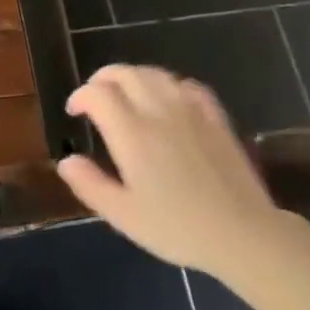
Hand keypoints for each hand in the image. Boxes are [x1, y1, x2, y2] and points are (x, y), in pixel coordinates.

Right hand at [57, 65, 282, 275]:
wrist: (243, 234)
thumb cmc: (177, 228)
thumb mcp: (122, 215)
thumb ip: (89, 184)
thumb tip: (66, 160)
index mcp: (132, 134)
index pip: (98, 94)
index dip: (80, 97)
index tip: (74, 112)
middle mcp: (159, 112)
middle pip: (125, 74)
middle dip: (103, 79)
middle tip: (94, 97)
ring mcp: (191, 112)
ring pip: (156, 75)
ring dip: (133, 77)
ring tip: (125, 94)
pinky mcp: (216, 119)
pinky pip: (188, 86)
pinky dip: (169, 85)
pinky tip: (167, 99)